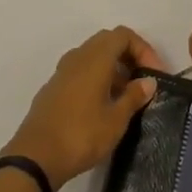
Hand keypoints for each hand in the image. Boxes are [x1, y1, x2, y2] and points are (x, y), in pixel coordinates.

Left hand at [3, 28, 164, 191]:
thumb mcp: (116, 119)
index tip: (155, 74)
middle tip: (143, 81)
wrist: (36, 156)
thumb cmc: (81, 134)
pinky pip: (81, 71)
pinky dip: (97, 78)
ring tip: (126, 97)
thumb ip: (134, 96)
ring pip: (93, 57)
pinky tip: (103, 106)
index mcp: (95, 58)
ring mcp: (62, 71)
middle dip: (129, 56)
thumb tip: (148, 81)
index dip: (143, 49)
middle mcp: (78, 56)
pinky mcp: (54, 87)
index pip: (123, 35)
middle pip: (108, 42)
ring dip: (113, 69)